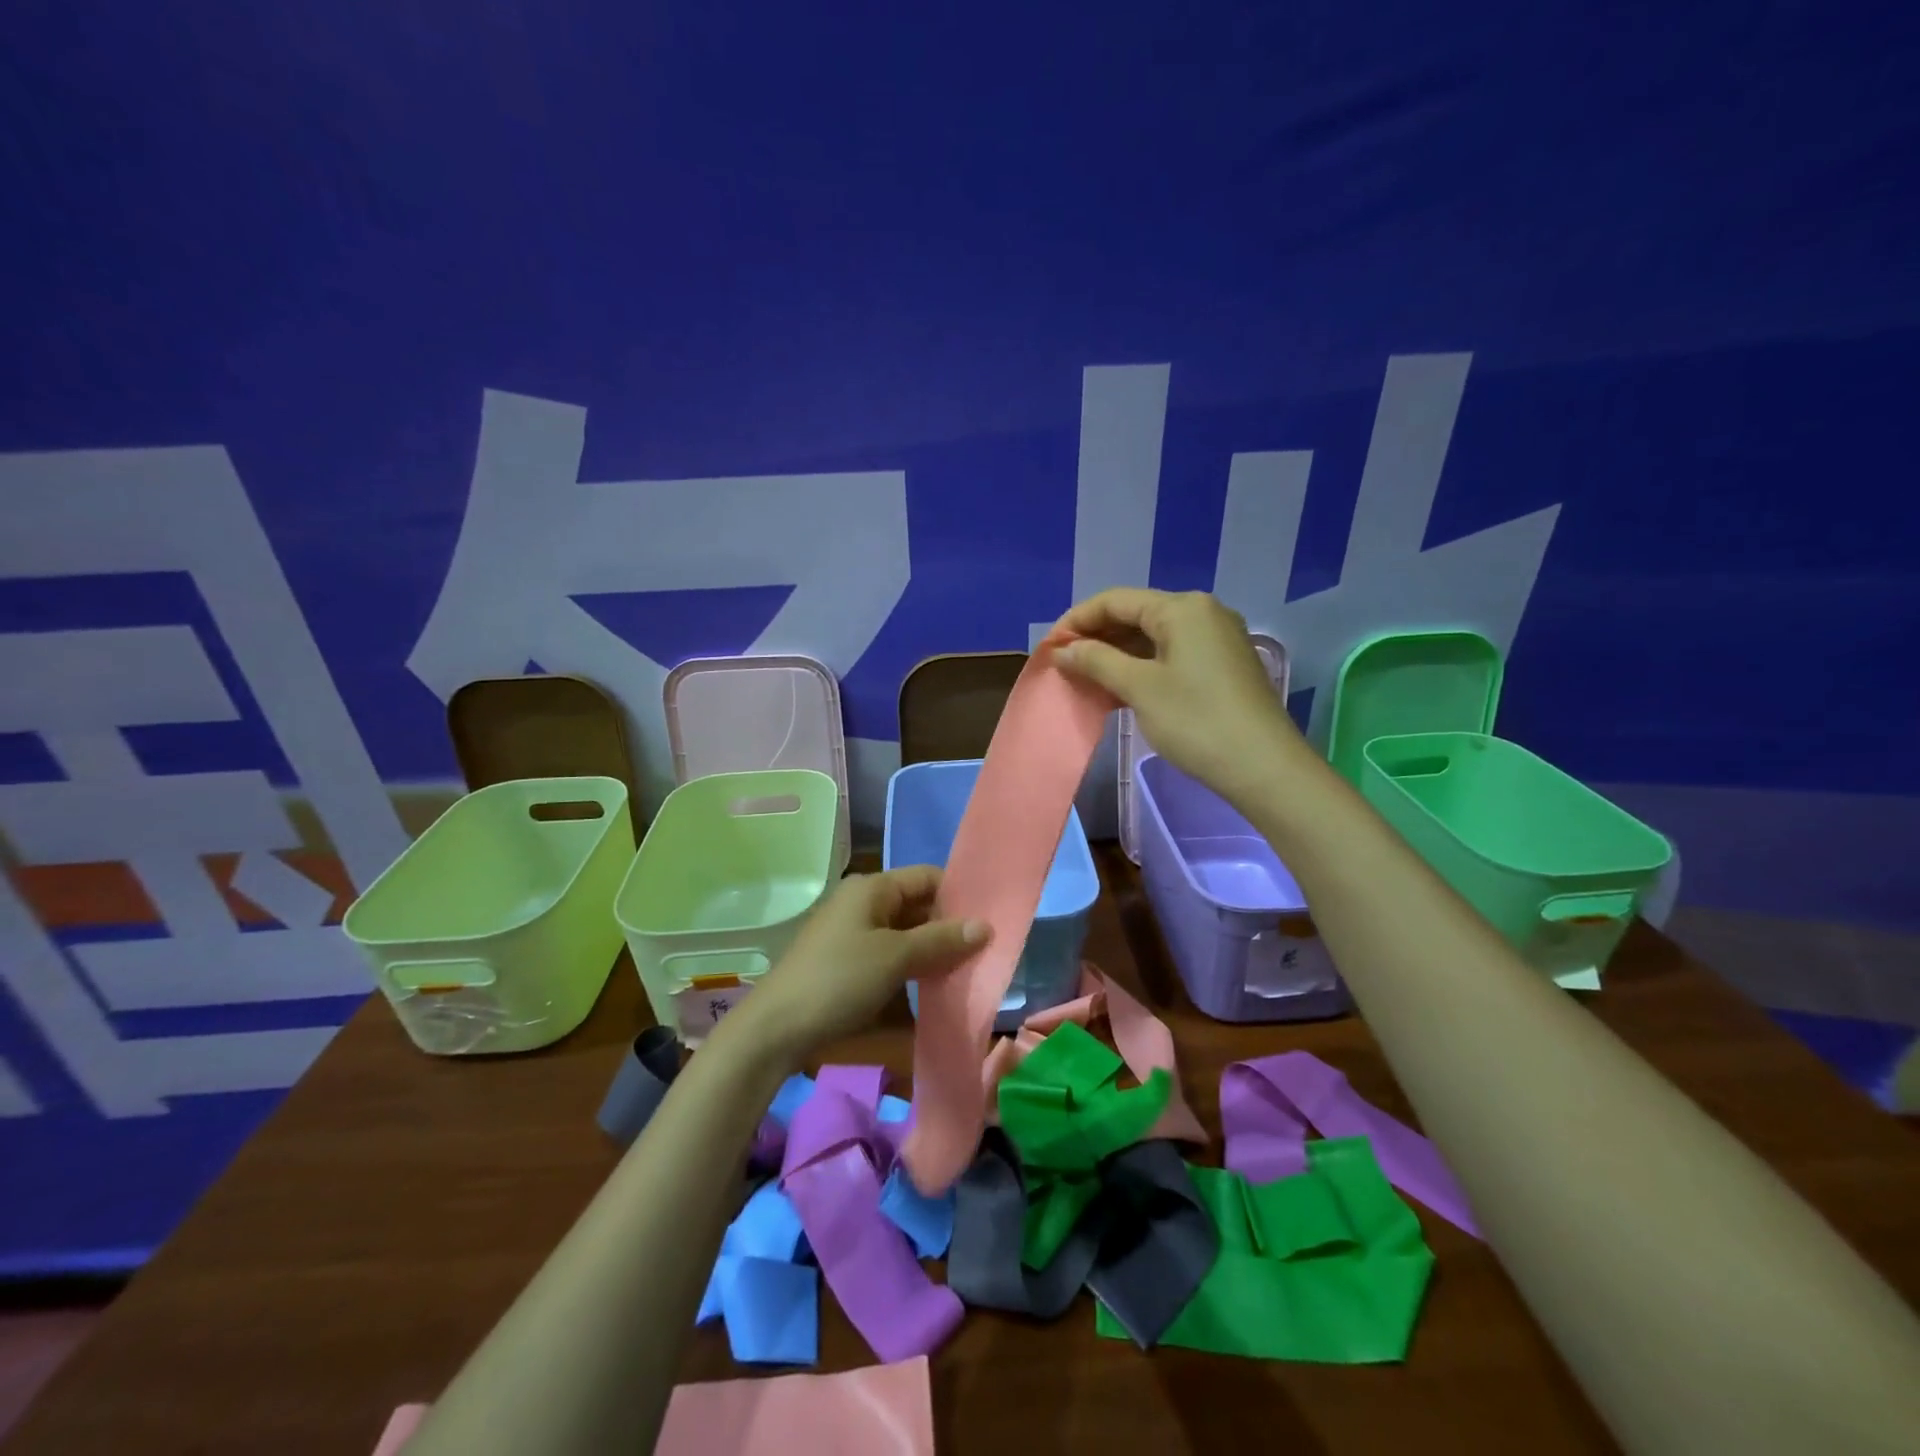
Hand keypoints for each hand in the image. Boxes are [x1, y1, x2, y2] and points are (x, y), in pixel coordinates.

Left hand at [720, 866, 988, 1066]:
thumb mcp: (895, 957)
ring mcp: (853, 933)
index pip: (927, 877)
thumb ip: (941, 939)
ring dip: (932, 952)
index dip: (959, 895)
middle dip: (949, 928)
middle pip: (918, 906)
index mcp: (872, 888)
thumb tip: (985, 926)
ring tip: (966, 972)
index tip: (989, 920)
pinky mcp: (848, 963)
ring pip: (905, 934)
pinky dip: (911, 968)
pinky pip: (890, 956)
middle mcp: (863, 903)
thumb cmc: (839, 980)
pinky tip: (932, 989)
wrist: (776, 1029)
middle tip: (984, 952)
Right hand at [1049, 588, 1305, 801]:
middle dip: (1096, 637)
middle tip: (1063, 664)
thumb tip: (1063, 649)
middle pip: (1136, 614)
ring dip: (1116, 653)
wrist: (1263, 766)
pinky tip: (1119, 686)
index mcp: (1182, 607)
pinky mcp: (1222, 664)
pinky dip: (1141, 665)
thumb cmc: (1196, 721)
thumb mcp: (1139, 688)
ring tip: (1085, 677)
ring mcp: (1217, 638)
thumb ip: (1097, 661)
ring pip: (1153, 636)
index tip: (1049, 648)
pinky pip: (1171, 653)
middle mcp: (1202, 612)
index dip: (1077, 620)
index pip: (1116, 600)